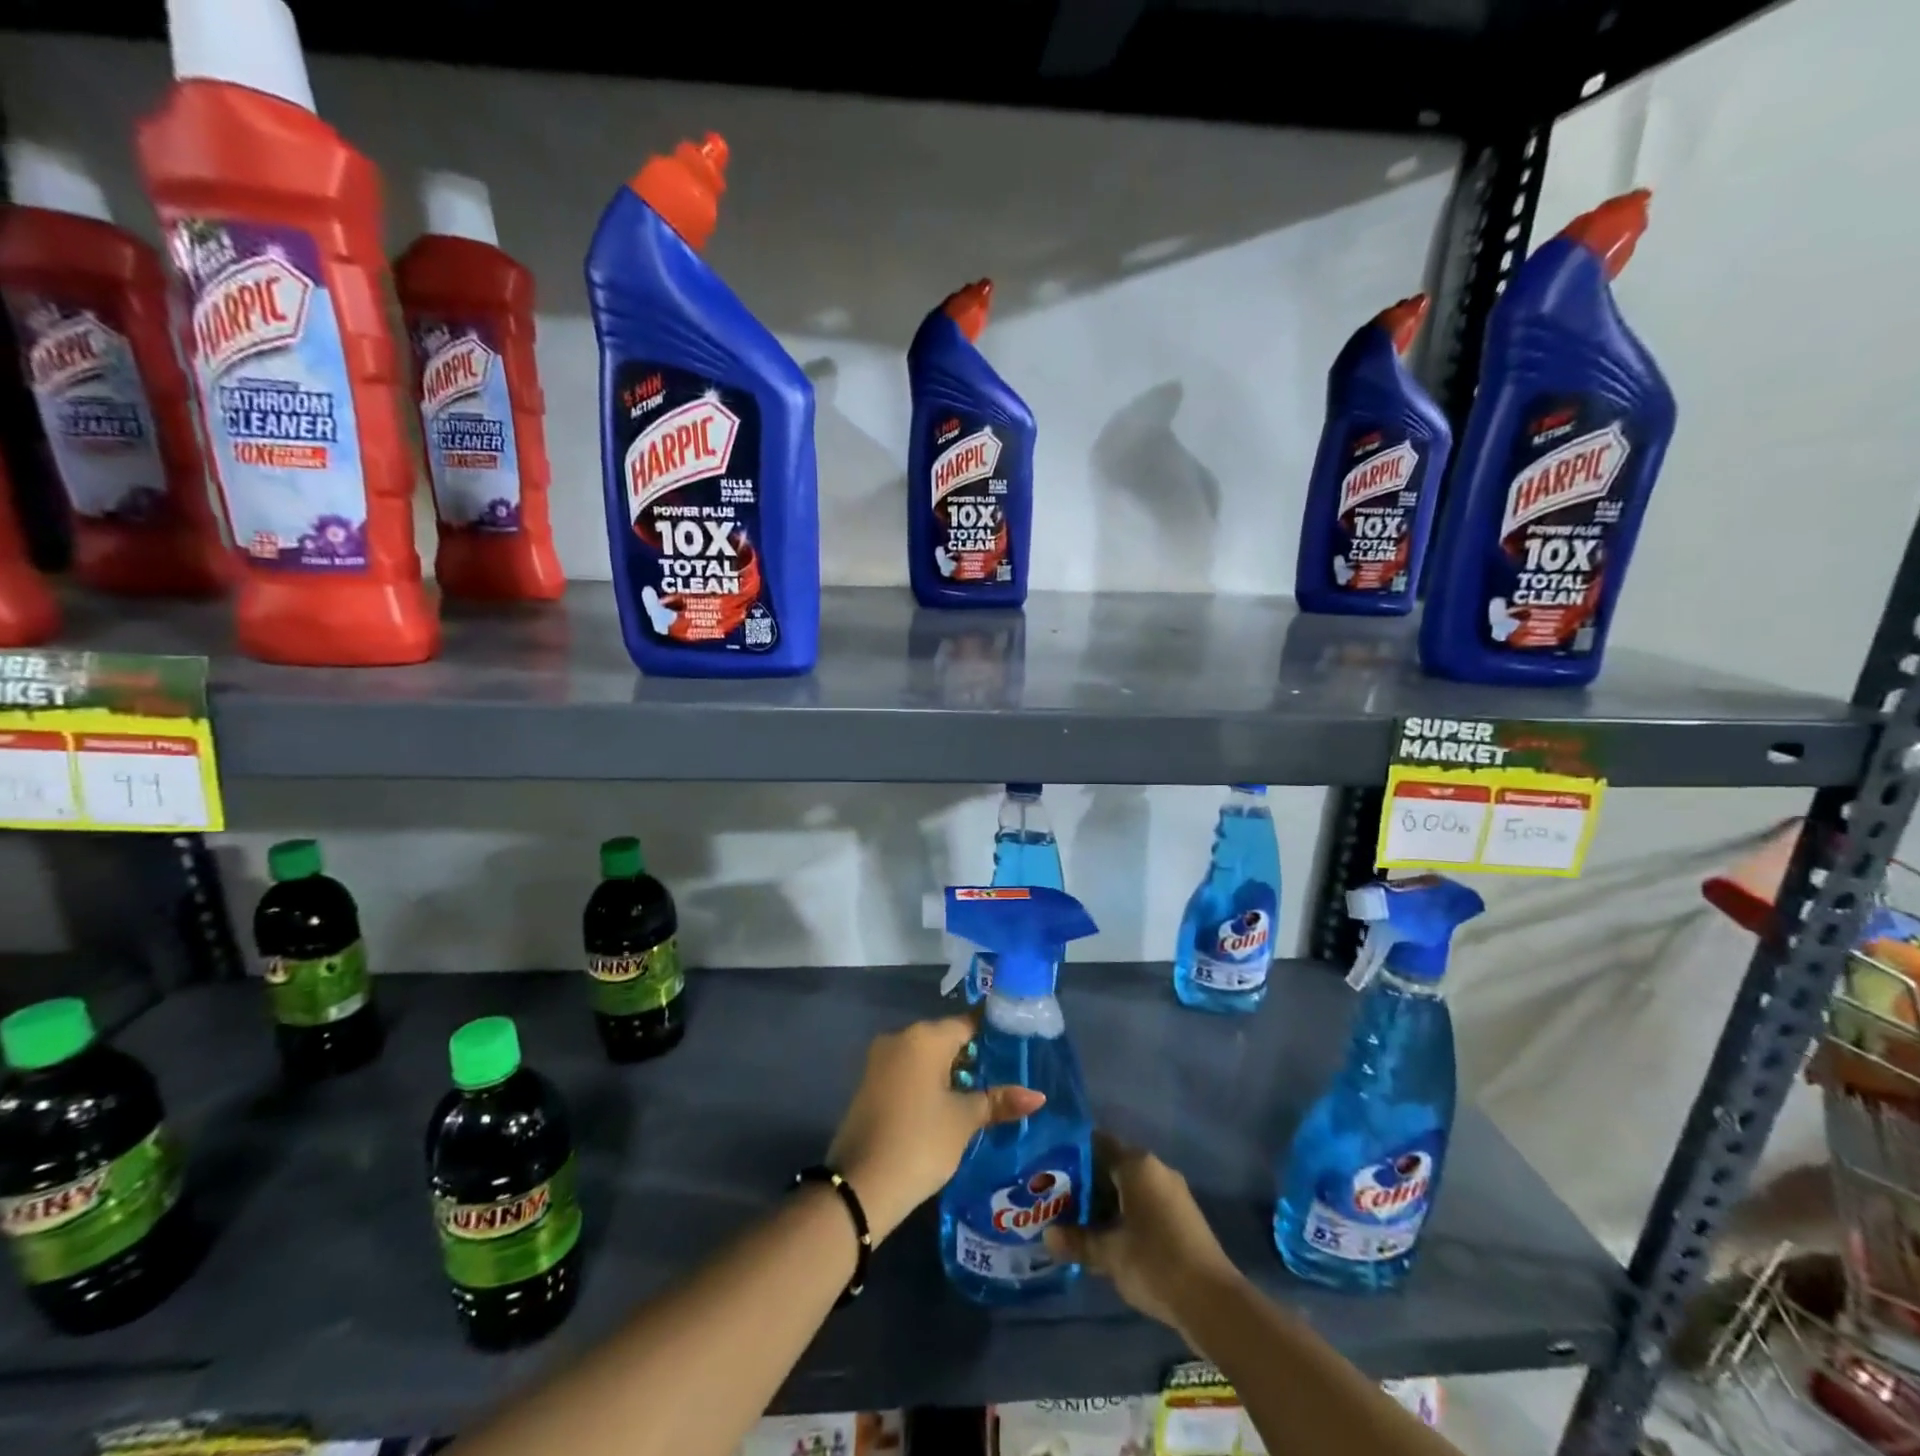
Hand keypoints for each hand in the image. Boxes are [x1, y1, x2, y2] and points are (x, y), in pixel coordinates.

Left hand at [827, 1015, 1043, 1241]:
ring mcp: (881, 1061)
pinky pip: (910, 1072)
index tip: (1019, 1045)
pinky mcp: (871, 1085)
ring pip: (927, 1057)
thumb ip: (998, 1101)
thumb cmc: (919, 1142)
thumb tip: (1038, 1095)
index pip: (968, 1023)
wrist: (860, 1186)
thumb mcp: (964, 1121)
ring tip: (985, 1094)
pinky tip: (952, 1106)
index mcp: (924, 1037)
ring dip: (952, 1073)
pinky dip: (930, 1083)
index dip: (994, 1033)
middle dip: (974, 1056)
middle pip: (946, 1038)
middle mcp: (900, 1038)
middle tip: (1008, 1075)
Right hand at [1044, 1132, 1242, 1334]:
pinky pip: (1146, 1204)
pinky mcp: (1183, 1217)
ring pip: (1130, 1188)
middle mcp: (1156, 1169)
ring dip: (1107, 1204)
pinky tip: (1111, 1240)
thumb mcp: (1109, 1254)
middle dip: (1087, 1184)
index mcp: (1137, 1164)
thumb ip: (1077, 1241)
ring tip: (1079, 1224)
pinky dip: (1126, 1216)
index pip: (1097, 1144)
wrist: (1213, 1302)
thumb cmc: (1155, 1263)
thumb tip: (1047, 1237)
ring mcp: (1173, 1193)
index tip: (1051, 1171)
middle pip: (1113, 1167)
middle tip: (1059, 1202)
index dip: (1073, 1156)